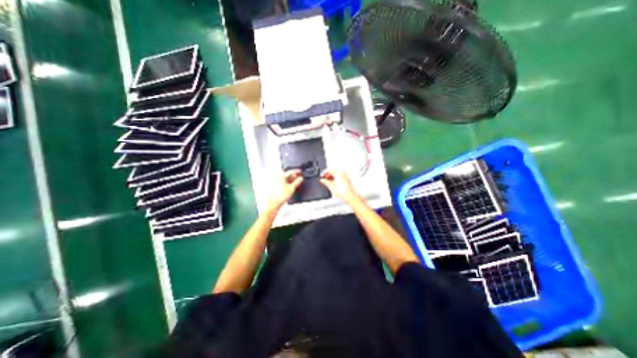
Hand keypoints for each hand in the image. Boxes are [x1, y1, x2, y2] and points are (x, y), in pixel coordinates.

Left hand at [266, 170, 301, 211]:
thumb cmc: (280, 196)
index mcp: (281, 176)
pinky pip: (281, 182)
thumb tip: (300, 178)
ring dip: (289, 179)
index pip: (290, 171)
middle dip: (292, 176)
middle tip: (298, 177)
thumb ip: (297, 182)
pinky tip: (289, 186)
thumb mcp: (291, 188)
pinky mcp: (273, 186)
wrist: (273, 203)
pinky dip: (286, 182)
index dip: (296, 171)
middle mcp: (276, 177)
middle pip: (286, 174)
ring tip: (294, 182)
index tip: (300, 171)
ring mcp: (274, 182)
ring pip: (283, 178)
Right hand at [319, 168, 356, 204]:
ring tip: (328, 180)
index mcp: (338, 173)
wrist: (349, 196)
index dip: (324, 172)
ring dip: (332, 176)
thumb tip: (322, 180)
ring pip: (337, 173)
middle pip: (333, 171)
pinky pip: (340, 176)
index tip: (321, 175)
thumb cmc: (342, 192)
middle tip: (324, 178)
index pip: (329, 170)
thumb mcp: (331, 187)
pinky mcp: (347, 180)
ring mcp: (345, 176)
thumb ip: (326, 182)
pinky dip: (336, 178)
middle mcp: (343, 173)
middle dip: (328, 174)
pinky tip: (334, 182)